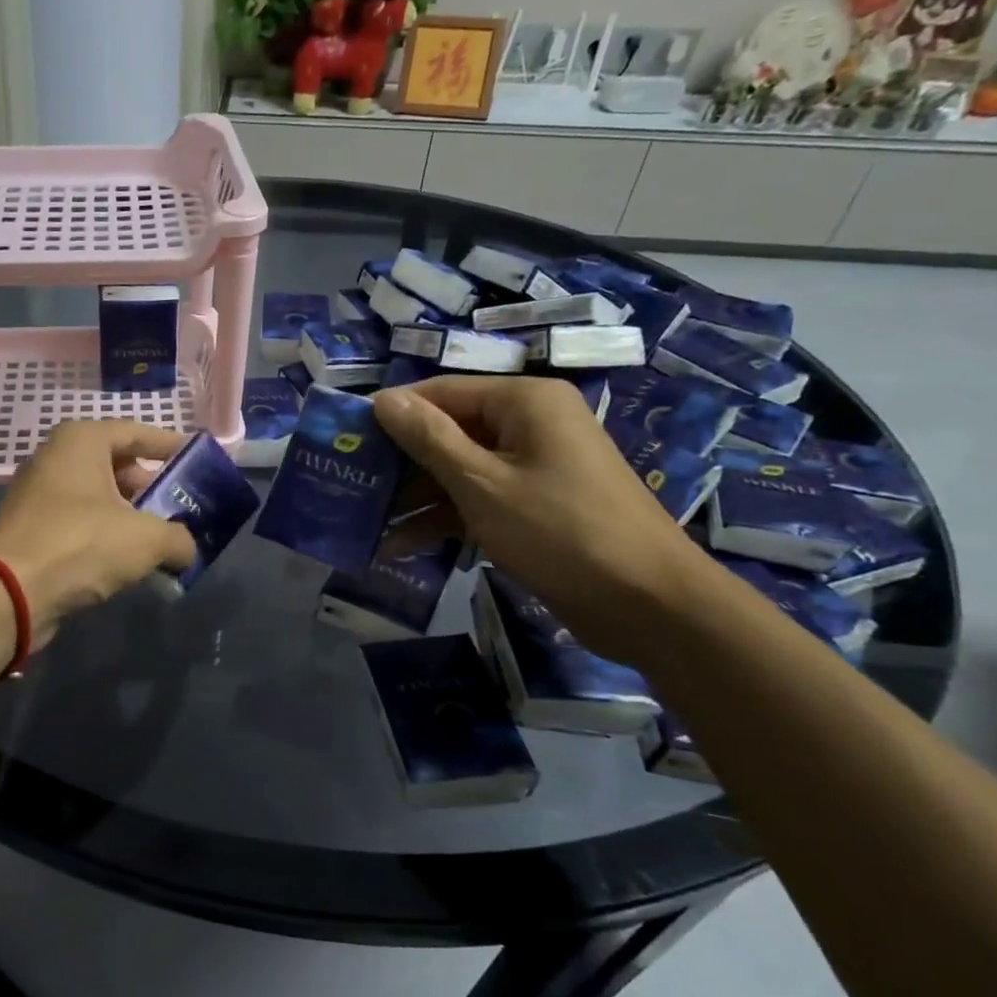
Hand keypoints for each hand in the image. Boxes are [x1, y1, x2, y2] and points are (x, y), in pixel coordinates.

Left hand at [0, 420, 198, 644]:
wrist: (9, 592)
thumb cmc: (81, 544)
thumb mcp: (147, 539)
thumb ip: (179, 539)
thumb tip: (186, 550)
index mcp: (81, 440)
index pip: (137, 433)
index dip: (171, 447)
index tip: (199, 461)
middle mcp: (56, 458)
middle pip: (117, 465)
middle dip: (151, 488)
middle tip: (182, 508)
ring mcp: (39, 494)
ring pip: (98, 497)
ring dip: (130, 516)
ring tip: (163, 539)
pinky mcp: (31, 529)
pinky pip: (80, 523)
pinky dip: (106, 536)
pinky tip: (129, 561)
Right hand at [372, 376, 714, 661]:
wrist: (649, 604)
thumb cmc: (560, 531)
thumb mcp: (482, 484)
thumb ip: (429, 439)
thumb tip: (382, 398)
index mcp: (524, 402)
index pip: (440, 393)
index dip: (392, 416)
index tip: (347, 443)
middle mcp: (530, 424)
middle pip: (448, 432)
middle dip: (401, 465)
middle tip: (353, 489)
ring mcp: (534, 466)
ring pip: (459, 470)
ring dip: (417, 499)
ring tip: (368, 526)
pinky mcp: (535, 504)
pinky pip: (480, 499)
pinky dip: (446, 519)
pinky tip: (403, 547)